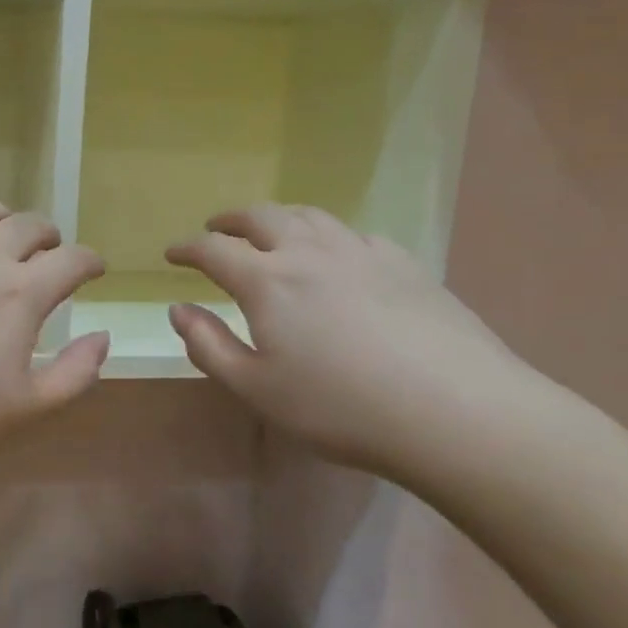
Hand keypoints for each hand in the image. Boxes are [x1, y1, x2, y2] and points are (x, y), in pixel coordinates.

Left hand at [0, 200, 109, 476]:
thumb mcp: (25, 412)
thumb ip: (76, 374)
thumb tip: (102, 336)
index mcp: (20, 293)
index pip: (72, 259)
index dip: (90, 261)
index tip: (93, 270)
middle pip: (28, 224)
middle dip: (48, 237)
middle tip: (47, 255)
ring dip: (1, 221)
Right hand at [166, 205, 542, 478]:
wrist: (455, 411)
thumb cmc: (340, 407)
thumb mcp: (257, 389)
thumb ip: (208, 346)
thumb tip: (178, 309)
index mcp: (267, 280)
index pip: (214, 249)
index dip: (187, 248)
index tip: (171, 253)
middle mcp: (310, 251)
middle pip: (262, 216)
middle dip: (231, 219)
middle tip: (216, 228)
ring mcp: (361, 252)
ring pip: (310, 216)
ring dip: (279, 218)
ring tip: (271, 232)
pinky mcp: (404, 263)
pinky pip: (354, 235)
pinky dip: (328, 237)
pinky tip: (337, 257)